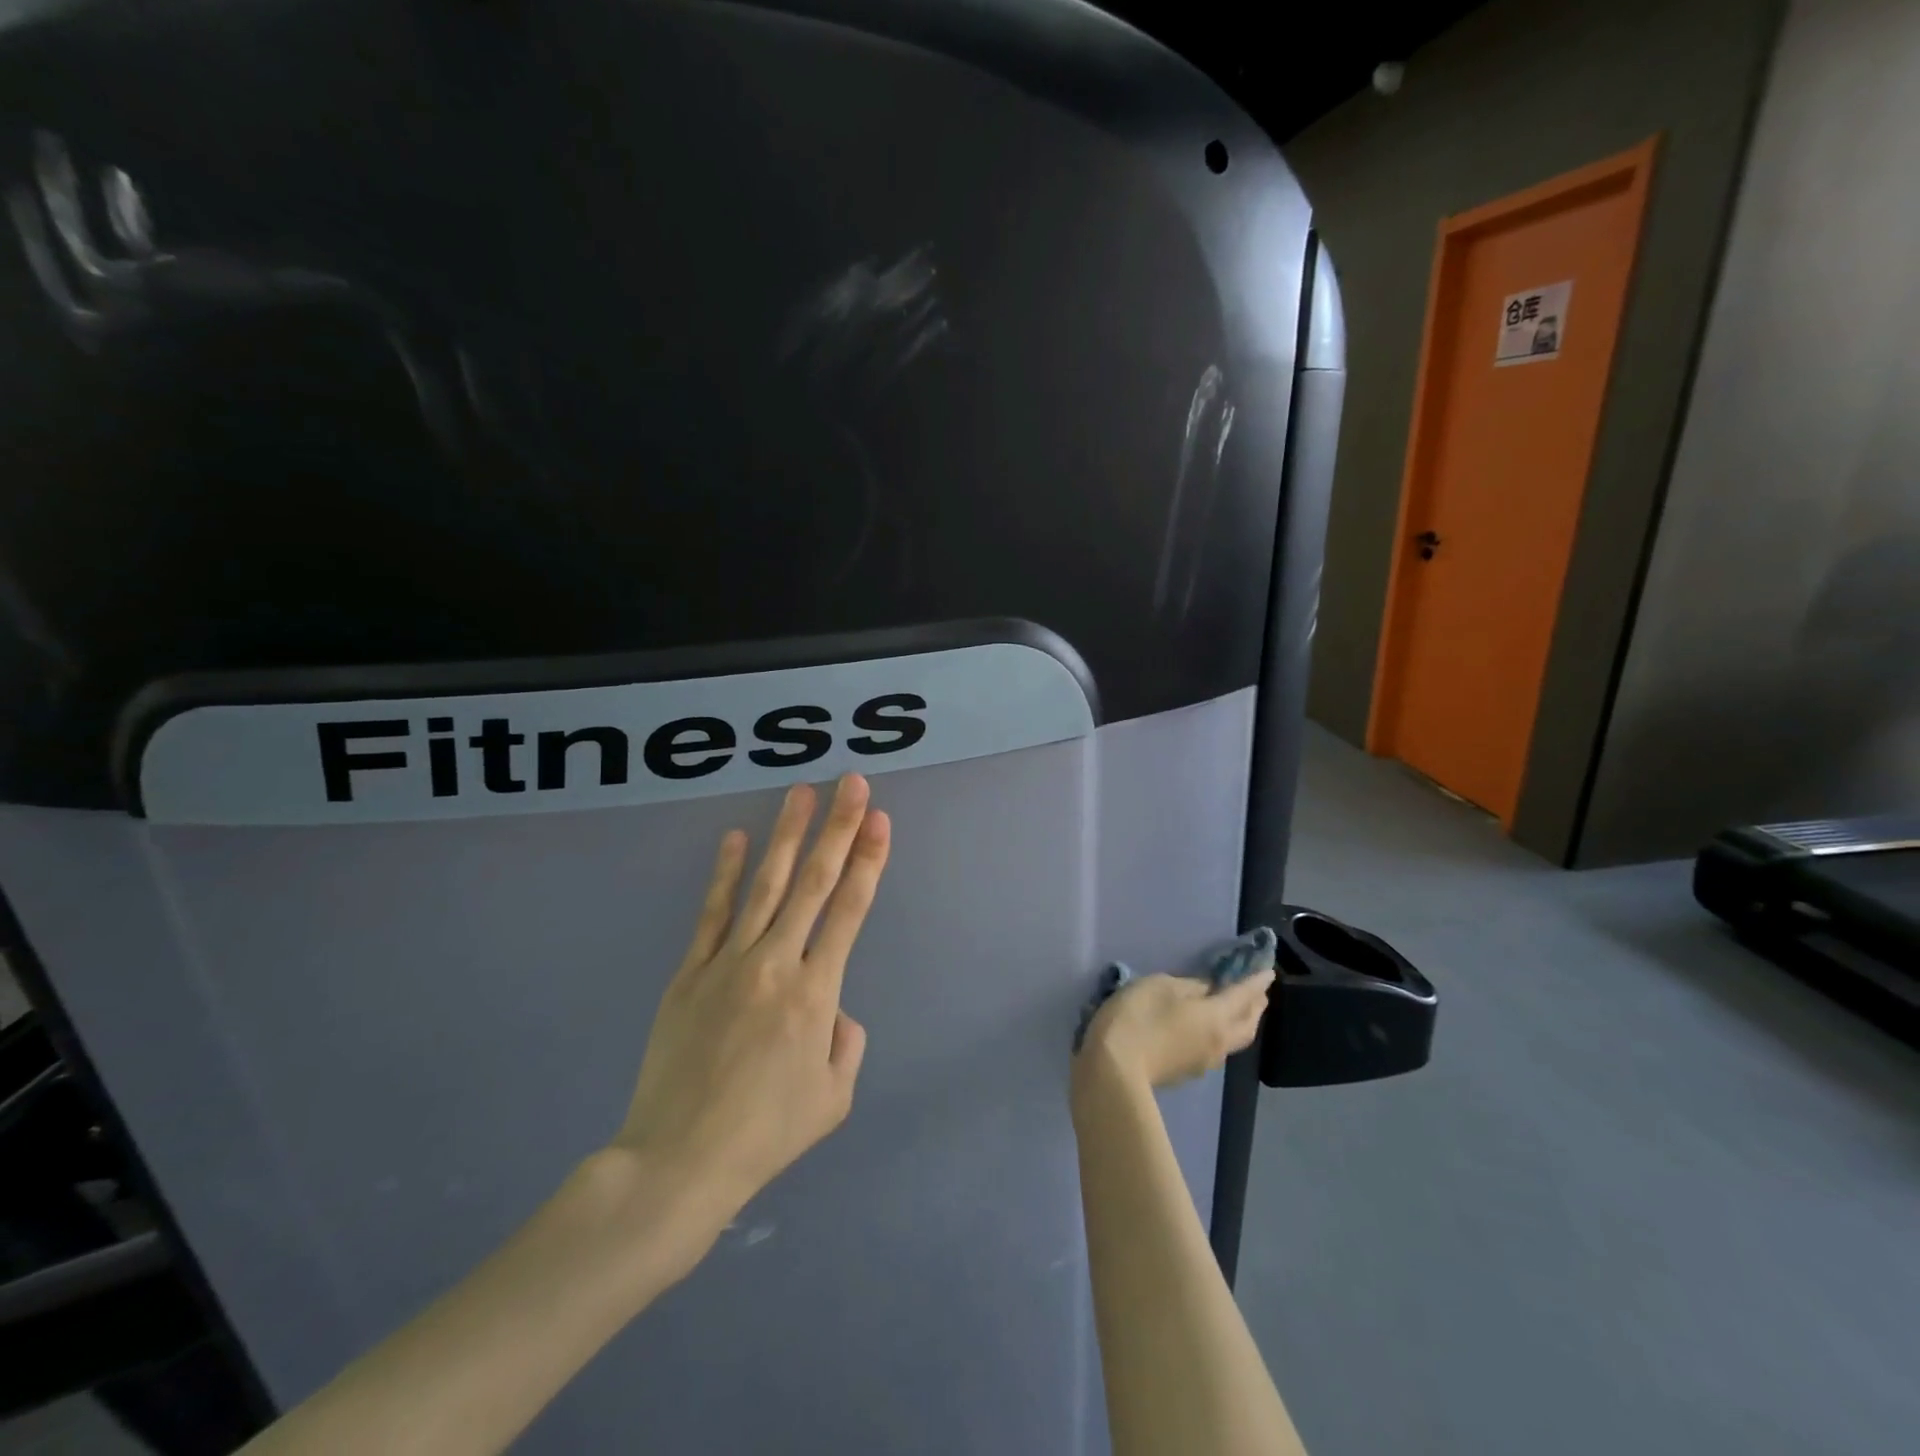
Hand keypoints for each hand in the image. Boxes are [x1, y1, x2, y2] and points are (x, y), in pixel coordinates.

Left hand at [612, 774, 891, 1234]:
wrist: (679, 1160)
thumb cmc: (766, 1134)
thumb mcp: (833, 1097)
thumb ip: (847, 1042)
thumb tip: (834, 1011)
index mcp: (816, 993)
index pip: (849, 911)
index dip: (869, 862)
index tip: (881, 821)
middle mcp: (776, 964)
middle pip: (812, 883)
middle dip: (838, 829)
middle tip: (852, 784)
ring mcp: (728, 963)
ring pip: (764, 885)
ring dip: (786, 835)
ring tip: (801, 793)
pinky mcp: (690, 973)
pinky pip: (712, 914)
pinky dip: (726, 874)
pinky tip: (735, 839)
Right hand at [1073, 968, 1274, 1096]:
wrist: (1114, 1071)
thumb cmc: (1138, 1018)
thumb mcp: (1159, 986)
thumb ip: (1188, 986)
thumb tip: (1207, 990)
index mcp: (1215, 1017)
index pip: (1243, 996)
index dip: (1256, 982)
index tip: (1268, 972)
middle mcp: (1218, 1042)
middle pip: (1247, 1024)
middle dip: (1255, 1006)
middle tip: (1258, 992)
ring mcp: (1204, 1062)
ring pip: (1234, 1040)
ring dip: (1242, 1023)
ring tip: (1239, 1010)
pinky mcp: (1187, 1072)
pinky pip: (1216, 1050)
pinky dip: (1222, 1034)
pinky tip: (1210, 1030)